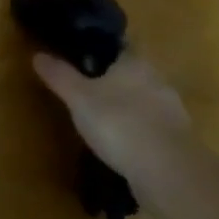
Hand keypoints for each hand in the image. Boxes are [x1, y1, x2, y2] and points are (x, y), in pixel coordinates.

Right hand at [32, 46, 194, 206]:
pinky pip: (154, 128)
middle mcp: (158, 81)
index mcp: (135, 62)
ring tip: (105, 118)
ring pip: (146, 101)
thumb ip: (59, 75)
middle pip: (133, 72)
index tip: (84, 52)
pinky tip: (124, 145)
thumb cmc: (120, 123)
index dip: (102, 46)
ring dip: (129, 107)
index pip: (120, 44)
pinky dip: (140, 133)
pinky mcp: (180, 143)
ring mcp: (174, 113)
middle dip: (115, 79)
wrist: (170, 174)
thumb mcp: (78, 97)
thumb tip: (38, 54)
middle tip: (89, 87)